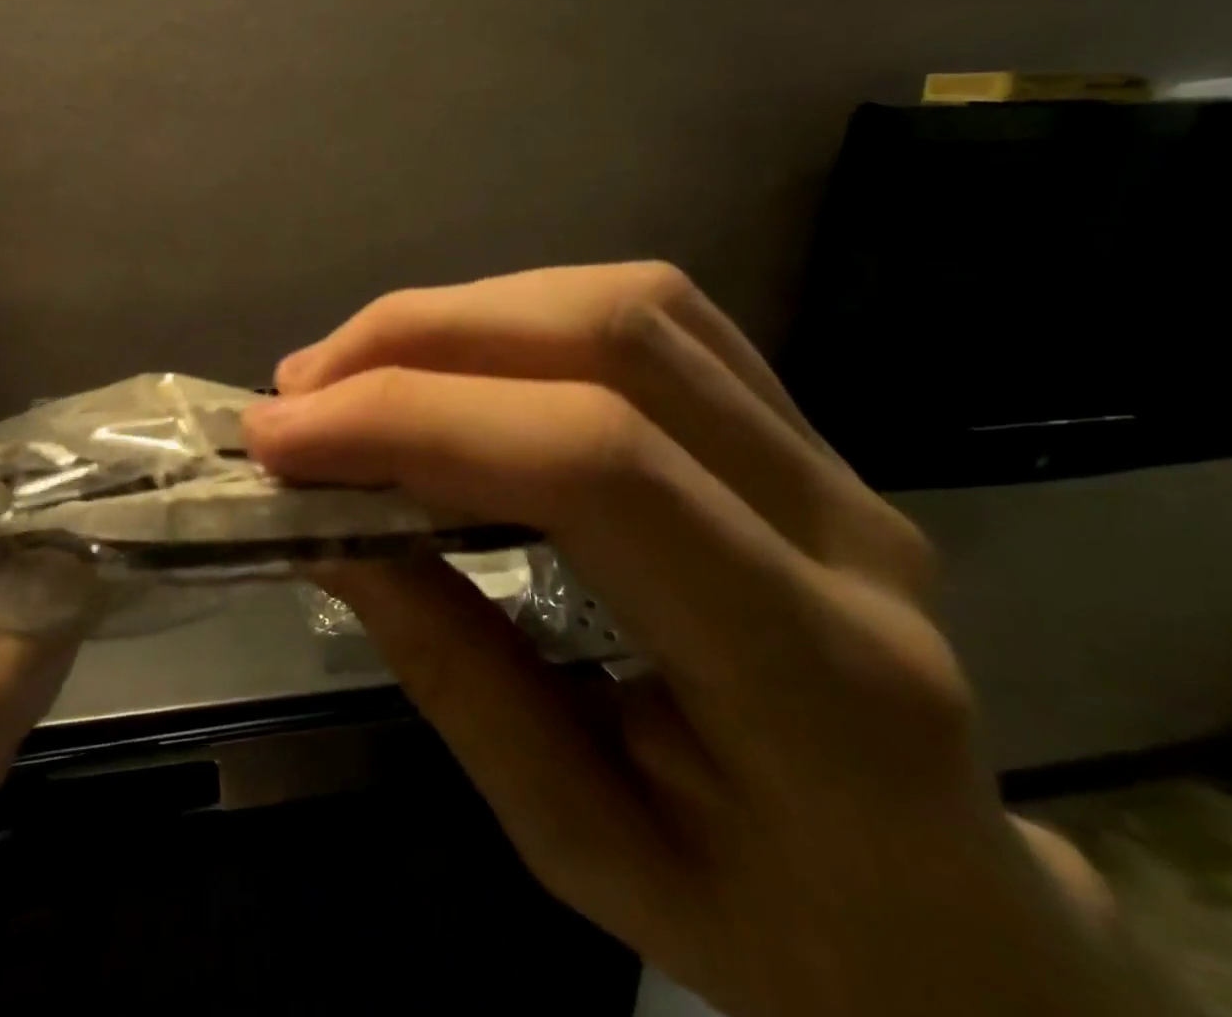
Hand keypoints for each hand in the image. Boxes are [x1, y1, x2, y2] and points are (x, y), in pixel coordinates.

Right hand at [245, 264, 1162, 1016]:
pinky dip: (525, 311)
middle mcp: (842, 524)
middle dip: (420, 340)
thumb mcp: (583, 848)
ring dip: (466, 313)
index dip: (413, 420)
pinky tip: (459, 355)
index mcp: (815, 672)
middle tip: (300, 389)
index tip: (282, 437)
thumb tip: (337, 525)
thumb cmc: (768, 926)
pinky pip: (658, 316)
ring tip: (358, 368)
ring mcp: (834, 457)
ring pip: (632, 305)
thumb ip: (456, 674)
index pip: (593, 465)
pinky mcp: (801, 427)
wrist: (948, 916)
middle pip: (612, 343)